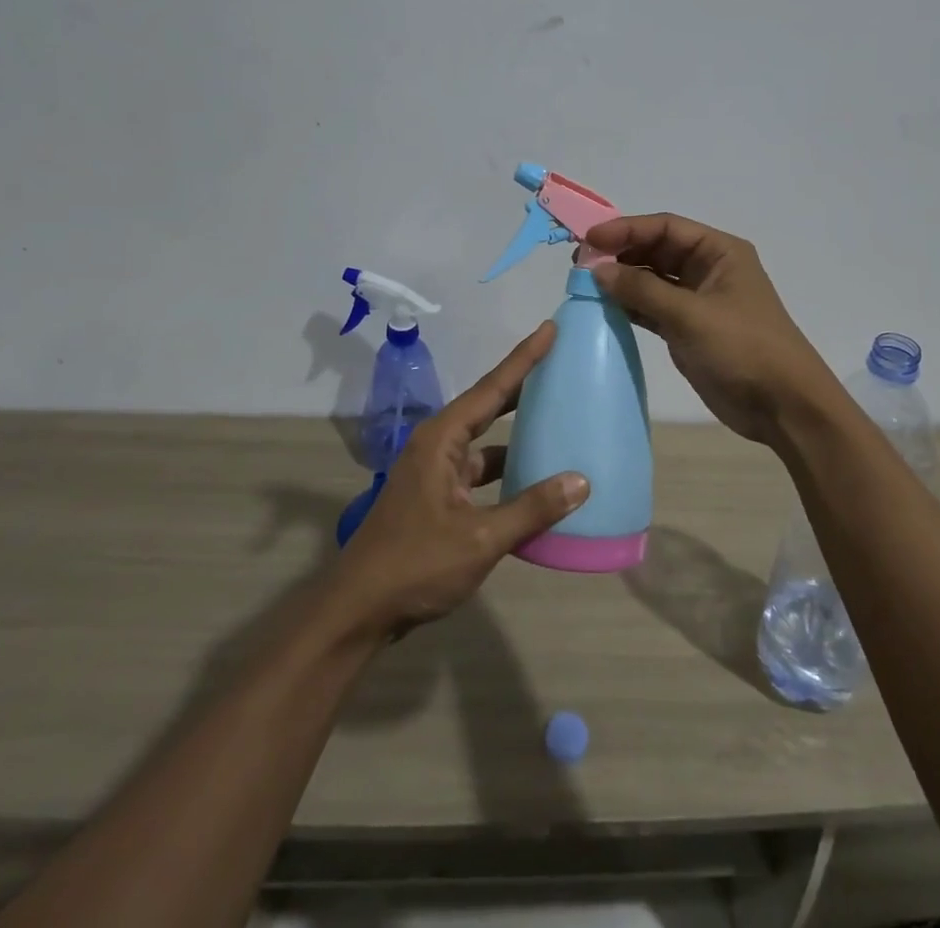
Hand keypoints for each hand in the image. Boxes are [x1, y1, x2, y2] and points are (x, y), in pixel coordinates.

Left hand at [332, 322, 589, 634]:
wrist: (359, 611)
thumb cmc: (415, 565)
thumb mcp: (480, 538)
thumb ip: (531, 509)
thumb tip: (580, 481)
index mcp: (441, 440)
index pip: (491, 388)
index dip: (523, 358)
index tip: (550, 328)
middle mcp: (438, 446)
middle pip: (488, 406)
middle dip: (522, 385)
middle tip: (560, 363)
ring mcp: (436, 473)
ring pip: (486, 442)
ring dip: (517, 433)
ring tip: (559, 418)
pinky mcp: (439, 498)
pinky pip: (481, 472)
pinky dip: (508, 470)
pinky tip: (537, 480)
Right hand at [587, 213, 841, 447]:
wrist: (783, 406)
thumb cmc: (743, 348)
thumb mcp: (691, 315)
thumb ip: (642, 289)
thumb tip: (598, 269)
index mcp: (719, 252)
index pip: (665, 227)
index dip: (626, 229)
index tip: (589, 239)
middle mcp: (709, 269)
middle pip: (657, 250)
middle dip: (620, 253)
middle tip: (580, 263)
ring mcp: (699, 300)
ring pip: (652, 279)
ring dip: (622, 279)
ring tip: (585, 283)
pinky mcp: (689, 329)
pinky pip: (653, 307)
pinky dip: (631, 305)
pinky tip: (604, 307)